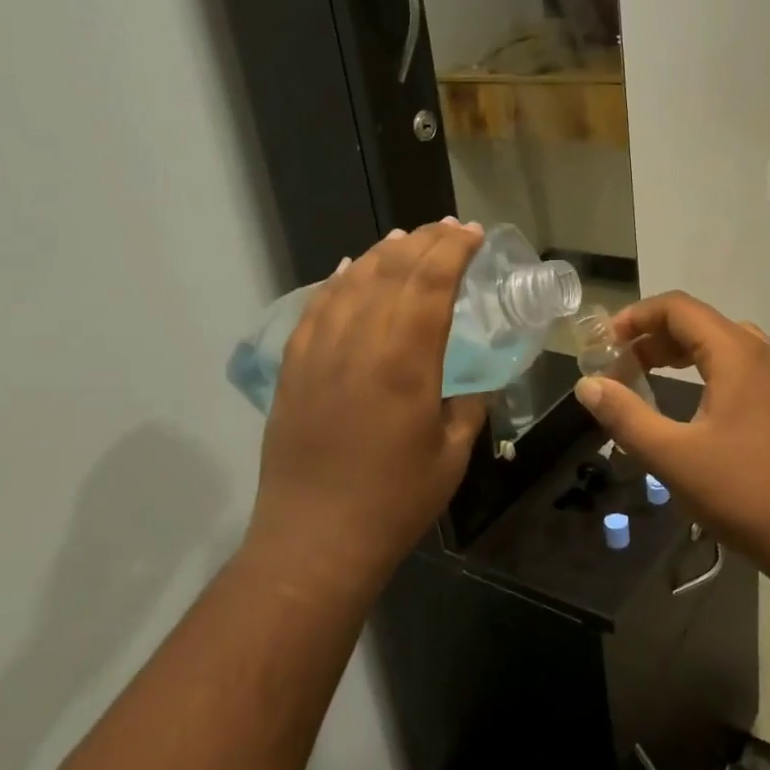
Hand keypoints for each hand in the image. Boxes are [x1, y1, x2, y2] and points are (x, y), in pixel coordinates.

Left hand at [248, 221, 489, 584]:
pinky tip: (352, 270)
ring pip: (352, 282)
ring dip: (383, 253)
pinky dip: (338, 281)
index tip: (473, 233)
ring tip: (407, 237)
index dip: (453, 251)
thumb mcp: (452, 454)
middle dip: (424, 241)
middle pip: (391, 272)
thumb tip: (476, 378)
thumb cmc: (395, 502)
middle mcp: (358, 344)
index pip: (430, 285)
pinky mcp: (293, 368)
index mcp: (404, 363)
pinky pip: (316, 308)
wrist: (315, 540)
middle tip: (449, 228)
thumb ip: (468, 404)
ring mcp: (318, 353)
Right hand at [575, 291, 769, 558]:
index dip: (636, 318)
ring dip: (691, 351)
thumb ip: (625, 416)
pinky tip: (738, 386)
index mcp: (735, 353)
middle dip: (655, 339)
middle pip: (702, 323)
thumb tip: (588, 385)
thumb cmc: (742, 492)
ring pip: (733, 343)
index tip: (606, 346)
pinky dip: (744, 367)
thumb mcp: (672, 456)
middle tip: (622, 371)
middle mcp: (765, 353)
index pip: (678, 308)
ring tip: (660, 375)